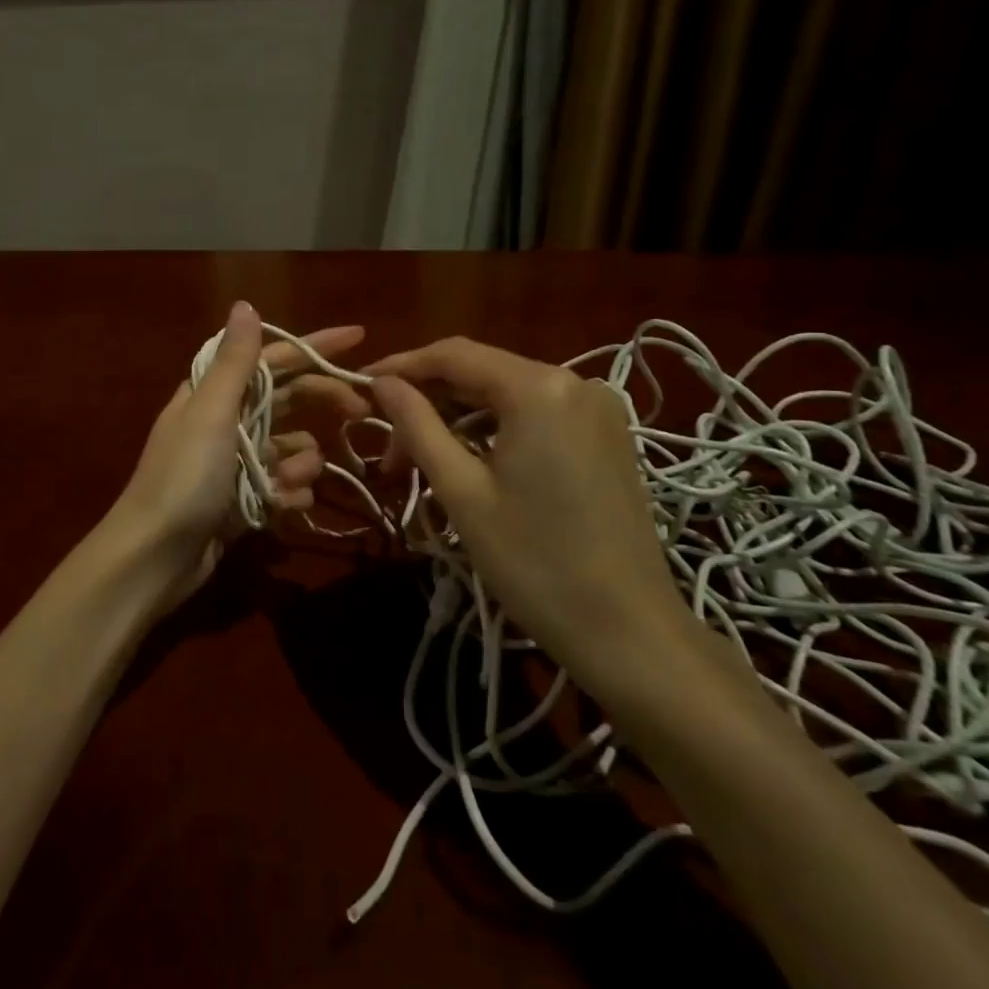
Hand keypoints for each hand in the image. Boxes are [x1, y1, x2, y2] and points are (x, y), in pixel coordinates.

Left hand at [107, 302, 367, 603]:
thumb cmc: (183, 478)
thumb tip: (245, 305)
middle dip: (323, 403)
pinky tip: (284, 506)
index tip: (359, 337)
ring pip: (291, 448)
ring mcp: (235, 464)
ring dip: (301, 462)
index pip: (273, 358)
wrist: (154, 558)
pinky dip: (289, 494)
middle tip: (361, 412)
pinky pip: (283, 486)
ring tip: (290, 482)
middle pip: (287, 399)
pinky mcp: (243, 500)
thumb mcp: (210, 413)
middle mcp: (225, 422)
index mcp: (213, 393)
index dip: (314, 346)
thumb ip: (234, 362)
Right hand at [367, 337, 695, 689]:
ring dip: (457, 420)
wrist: (630, 632)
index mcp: (538, 387)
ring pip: (505, 396)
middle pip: (480, 373)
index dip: (401, 366)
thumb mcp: (461, 491)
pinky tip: (469, 462)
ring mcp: (597, 409)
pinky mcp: (607, 436)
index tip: (359, 386)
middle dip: (427, 402)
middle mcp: (574, 382)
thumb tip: (381, 382)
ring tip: (419, 463)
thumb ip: (417, 425)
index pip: (453, 355)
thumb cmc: (534, 562)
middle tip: (386, 448)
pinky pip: (535, 415)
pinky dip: (494, 431)